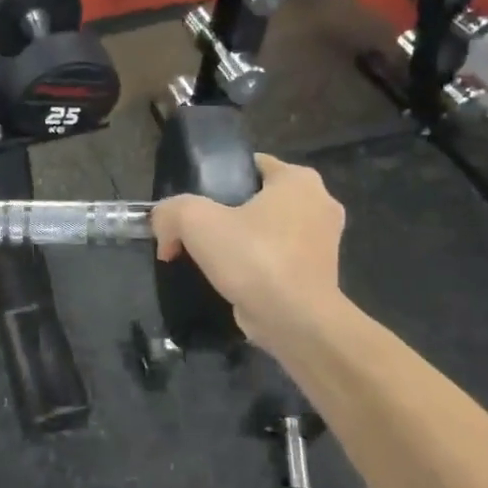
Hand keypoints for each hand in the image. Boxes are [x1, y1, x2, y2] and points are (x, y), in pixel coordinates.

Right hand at [151, 155, 345, 350]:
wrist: (296, 322)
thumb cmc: (254, 258)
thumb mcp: (196, 221)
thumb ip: (171, 211)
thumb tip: (163, 226)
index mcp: (299, 180)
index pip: (252, 165)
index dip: (218, 179)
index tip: (194, 202)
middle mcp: (320, 204)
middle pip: (259, 199)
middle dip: (228, 213)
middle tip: (196, 233)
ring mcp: (324, 242)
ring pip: (269, 231)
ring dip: (242, 242)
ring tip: (209, 259)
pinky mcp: (319, 275)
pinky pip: (278, 259)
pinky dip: (257, 266)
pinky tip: (232, 280)